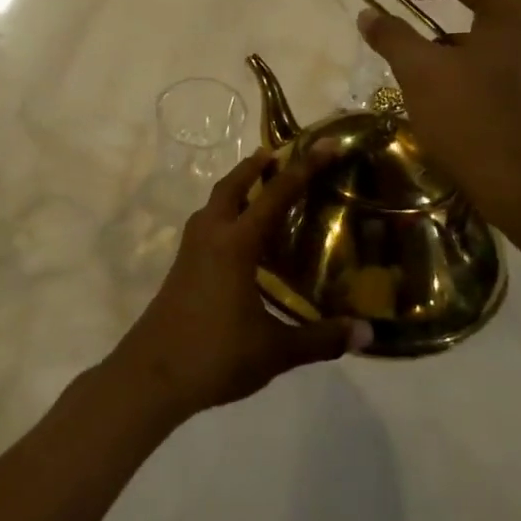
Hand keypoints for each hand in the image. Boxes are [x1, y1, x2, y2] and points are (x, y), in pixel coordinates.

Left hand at [106, 149, 370, 421]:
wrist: (152, 375)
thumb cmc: (216, 355)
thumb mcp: (275, 351)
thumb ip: (321, 339)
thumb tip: (367, 333)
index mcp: (235, 244)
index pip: (274, 195)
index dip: (302, 168)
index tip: (323, 145)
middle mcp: (210, 236)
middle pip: (232, 186)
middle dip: (255, 166)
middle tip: (280, 155)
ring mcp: (190, 251)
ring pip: (214, 204)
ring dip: (236, 189)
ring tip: (261, 190)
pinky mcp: (180, 267)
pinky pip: (206, 225)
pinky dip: (225, 214)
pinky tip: (240, 240)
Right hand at [357, 0, 520, 226]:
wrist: (520, 187)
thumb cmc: (470, 117)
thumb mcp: (420, 71)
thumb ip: (392, 35)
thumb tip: (369, 15)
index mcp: (517, 12)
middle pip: (474, 2)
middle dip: (429, 9)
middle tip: (394, 16)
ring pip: (479, 36)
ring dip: (441, 42)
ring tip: (407, 61)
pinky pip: (488, 62)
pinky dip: (458, 65)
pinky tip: (433, 90)